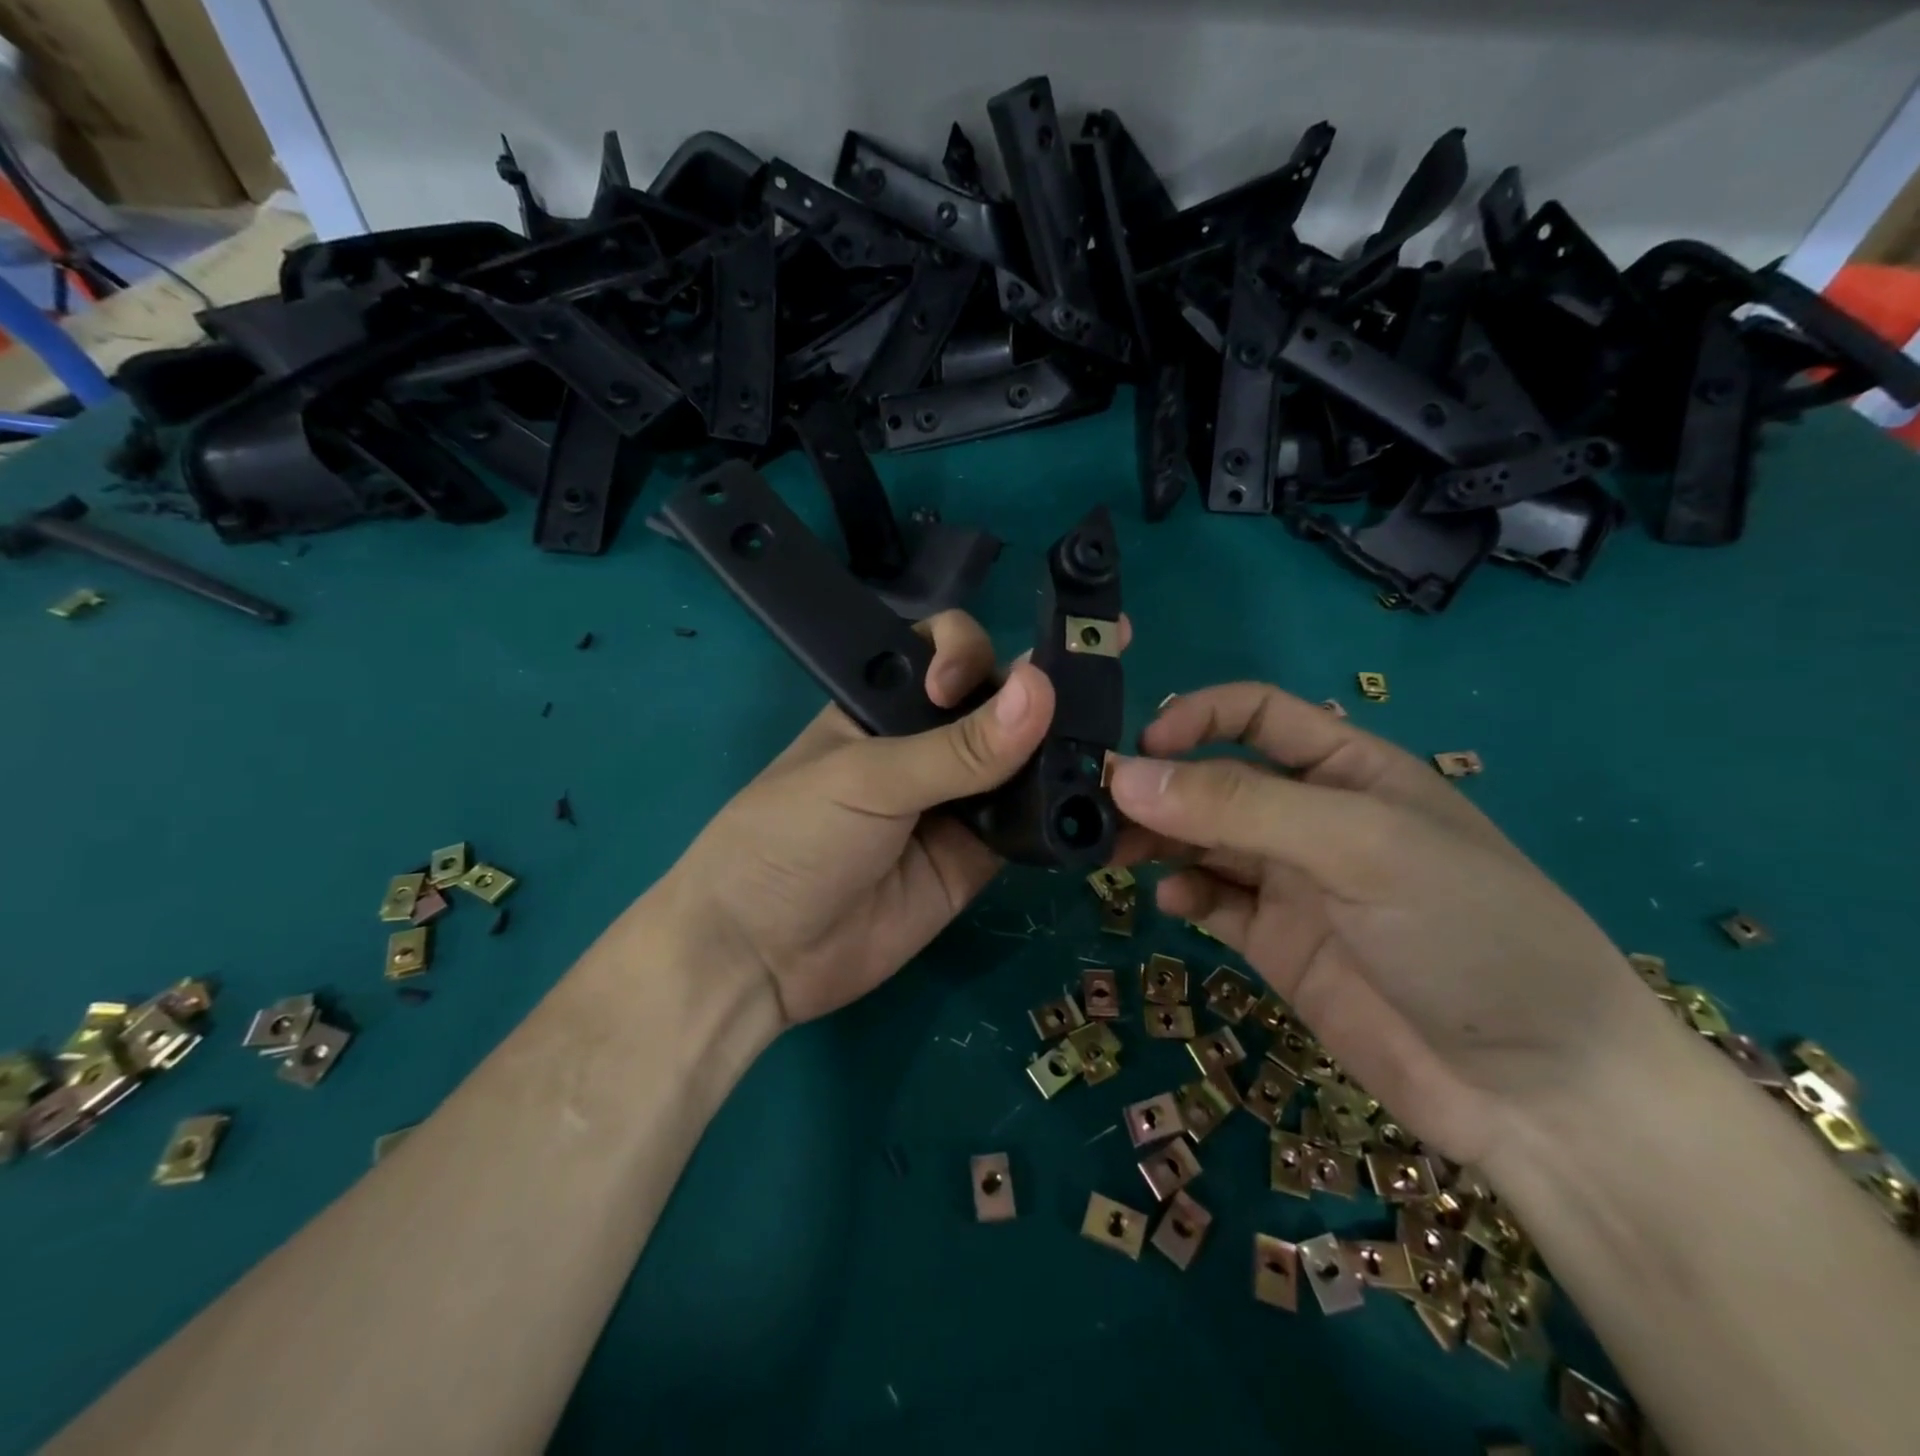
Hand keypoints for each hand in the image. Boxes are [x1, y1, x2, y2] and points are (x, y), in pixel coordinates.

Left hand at [659, 612, 1065, 1025]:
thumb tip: (1040, 691)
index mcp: (886, 706)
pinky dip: (1064, 818)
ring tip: (1114, 753)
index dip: (969, 654)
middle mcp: (929, 746)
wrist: (763, 955)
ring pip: (1024, 765)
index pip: (945, 651)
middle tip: (1094, 696)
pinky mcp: (978, 857)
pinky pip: (1029, 827)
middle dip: (1042, 698)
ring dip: (1065, 756)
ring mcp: (957, 803)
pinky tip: (1104, 809)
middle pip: (999, 704)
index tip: (960, 689)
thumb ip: (956, 748)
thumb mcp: (867, 781)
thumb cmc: (792, 839)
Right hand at [1109, 682, 1669, 1167]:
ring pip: (1202, 840)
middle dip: (1159, 787)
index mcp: (1348, 769)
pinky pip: (1212, 899)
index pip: (1255, 714)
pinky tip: (1171, 899)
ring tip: (1114, 851)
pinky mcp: (1276, 943)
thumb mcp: (1360, 846)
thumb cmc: (1468, 933)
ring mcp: (1293, 883)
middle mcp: (1313, 817)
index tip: (1141, 751)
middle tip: (1098, 809)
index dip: (1196, 717)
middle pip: (1215, 780)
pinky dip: (1183, 890)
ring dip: (1156, 837)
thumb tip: (1127, 776)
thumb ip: (1241, 807)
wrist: (1539, 1092)